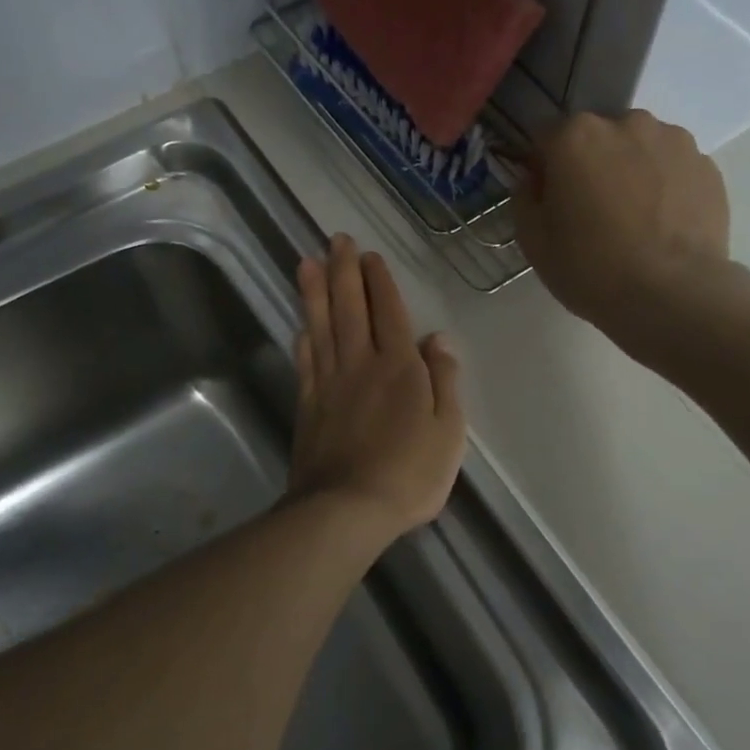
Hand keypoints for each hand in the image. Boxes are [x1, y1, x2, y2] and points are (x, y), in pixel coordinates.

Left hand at [290, 235, 465, 546]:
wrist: (347, 509)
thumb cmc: (409, 472)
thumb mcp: (448, 430)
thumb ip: (444, 379)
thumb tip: (438, 338)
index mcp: (399, 366)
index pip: (388, 311)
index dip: (379, 281)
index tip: (369, 255)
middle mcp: (360, 364)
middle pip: (350, 308)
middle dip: (343, 271)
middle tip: (336, 240)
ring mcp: (329, 383)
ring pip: (321, 326)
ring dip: (314, 292)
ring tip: (306, 261)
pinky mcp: (308, 405)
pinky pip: (305, 361)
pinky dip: (303, 336)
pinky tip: (301, 323)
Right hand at [514, 110, 749, 356]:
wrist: (673, 295)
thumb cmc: (591, 268)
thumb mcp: (533, 241)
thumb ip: (524, 197)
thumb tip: (535, 180)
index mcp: (576, 135)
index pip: (544, 136)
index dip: (542, 167)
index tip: (548, 198)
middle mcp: (626, 123)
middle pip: (596, 136)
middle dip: (590, 163)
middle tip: (593, 211)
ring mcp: (674, 140)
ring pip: (638, 148)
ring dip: (630, 170)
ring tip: (635, 219)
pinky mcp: (707, 165)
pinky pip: (672, 168)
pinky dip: (664, 186)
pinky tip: (663, 225)